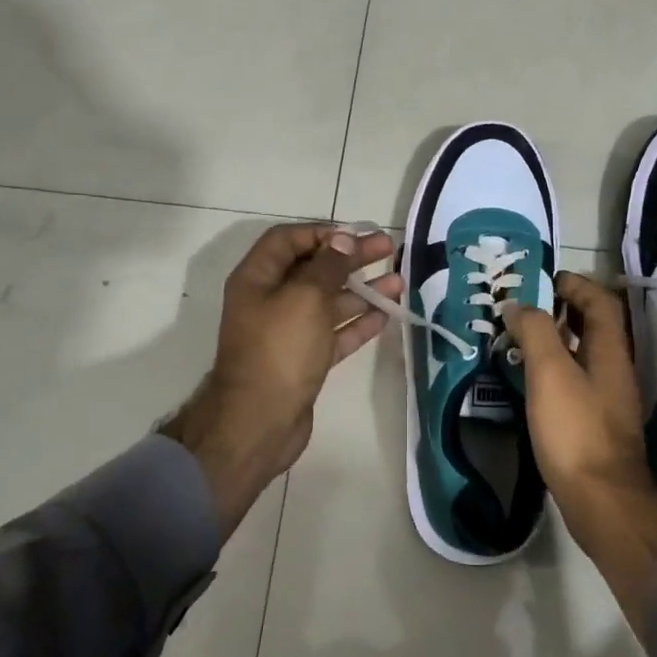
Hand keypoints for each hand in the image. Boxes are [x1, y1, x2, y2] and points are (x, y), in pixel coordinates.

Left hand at [164, 224, 401, 538]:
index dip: (322, 233)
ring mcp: (287, 332)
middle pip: (313, 269)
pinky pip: (333, 333)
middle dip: (350, 258)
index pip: (287, 240)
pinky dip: (357, 323)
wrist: (259, 422)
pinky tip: (385, 315)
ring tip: (398, 282)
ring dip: (361, 290)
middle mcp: (269, 300)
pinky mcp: (303, 360)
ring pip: (328, 302)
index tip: (356, 234)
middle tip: (388, 249)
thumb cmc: (279, 350)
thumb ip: (327, 266)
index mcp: (257, 278)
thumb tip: (342, 239)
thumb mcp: (305, 298)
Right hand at [502, 273, 656, 631]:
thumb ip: (535, 332)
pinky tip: (530, 382)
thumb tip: (519, 304)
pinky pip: (577, 382)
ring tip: (520, 340)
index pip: (600, 302)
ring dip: (557, 341)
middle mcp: (615, 370)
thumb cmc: (576, 430)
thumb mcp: (550, 373)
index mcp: (610, 351)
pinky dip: (556, 370)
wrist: (602, 501)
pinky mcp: (597, 425)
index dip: (576, 285)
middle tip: (526, 308)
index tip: (544, 280)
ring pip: (585, 355)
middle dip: (563, 310)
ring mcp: (609, 400)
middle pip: (595, 326)